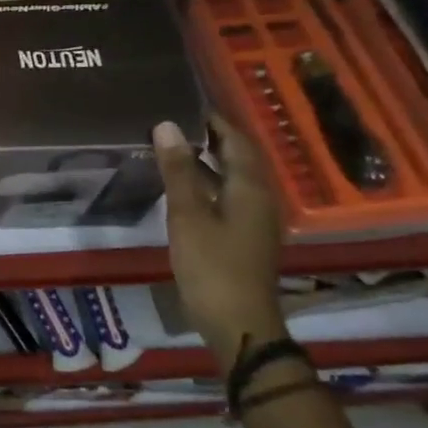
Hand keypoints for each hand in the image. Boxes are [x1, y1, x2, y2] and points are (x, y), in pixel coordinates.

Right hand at [154, 116, 286, 372]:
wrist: (239, 323)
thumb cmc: (212, 266)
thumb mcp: (188, 215)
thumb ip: (178, 170)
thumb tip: (167, 125)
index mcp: (250, 187)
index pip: (235, 140)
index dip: (213, 120)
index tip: (184, 104)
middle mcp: (260, 198)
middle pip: (238, 157)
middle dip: (210, 138)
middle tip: (174, 123)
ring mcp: (255, 220)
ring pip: (233, 179)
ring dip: (207, 162)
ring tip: (173, 150)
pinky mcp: (246, 238)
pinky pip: (228, 198)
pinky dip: (208, 185)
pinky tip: (184, 190)